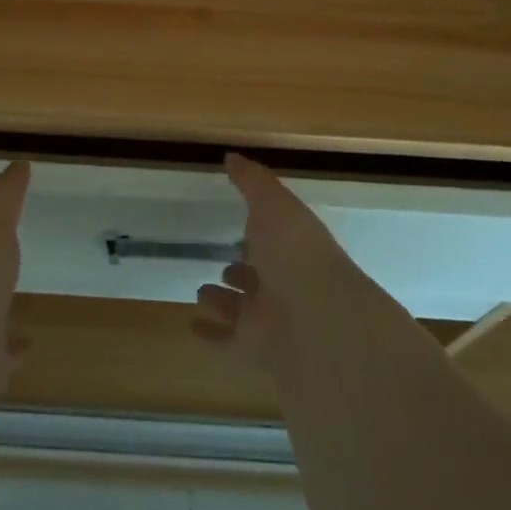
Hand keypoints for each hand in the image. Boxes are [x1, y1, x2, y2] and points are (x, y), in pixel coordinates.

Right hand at [191, 153, 356, 366]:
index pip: (274, 241)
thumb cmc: (296, 252)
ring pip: (243, 310)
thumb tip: (232, 157)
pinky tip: (193, 327)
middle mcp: (286, 285)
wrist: (317, 320)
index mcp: (294, 250)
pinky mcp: (255, 352)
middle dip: (241, 271)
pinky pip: (228, 343)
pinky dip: (211, 336)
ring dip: (224, 302)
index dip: (259, 233)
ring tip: (201, 292)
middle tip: (221, 264)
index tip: (240, 227)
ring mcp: (271, 322)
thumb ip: (252, 181)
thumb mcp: (274, 203)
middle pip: (260, 278)